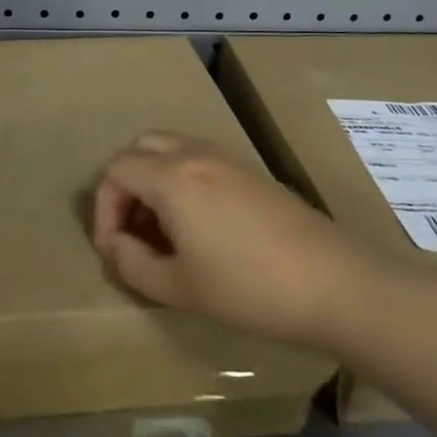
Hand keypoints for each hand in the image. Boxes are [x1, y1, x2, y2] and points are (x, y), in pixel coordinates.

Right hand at [90, 132, 354, 346]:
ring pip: (171, 148)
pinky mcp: (251, 171)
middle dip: (125, 185)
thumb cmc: (247, 287)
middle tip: (132, 229)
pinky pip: (199, 159)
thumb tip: (116, 245)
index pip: (116, 171)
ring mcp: (227, 158)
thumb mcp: (179, 288)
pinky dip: (182, 179)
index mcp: (172, 177)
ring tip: (162, 229)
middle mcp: (195, 154)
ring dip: (154, 180)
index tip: (114, 248)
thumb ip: (133, 264)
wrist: (333, 283)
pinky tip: (198, 224)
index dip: (103, 208)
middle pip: (140, 148)